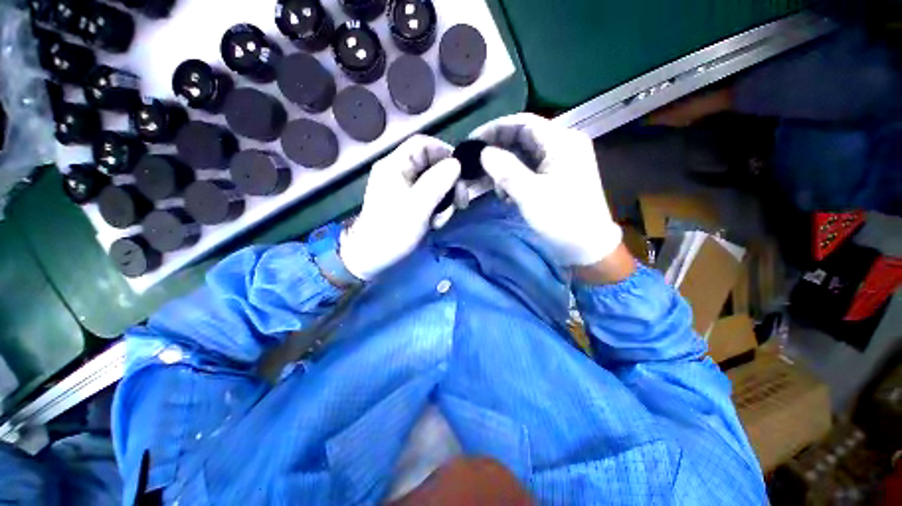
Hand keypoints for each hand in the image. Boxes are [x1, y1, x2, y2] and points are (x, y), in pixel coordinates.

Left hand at [340, 135, 460, 280]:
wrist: (373, 259)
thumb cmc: (392, 232)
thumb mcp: (417, 207)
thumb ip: (437, 182)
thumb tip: (456, 163)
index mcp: (395, 166)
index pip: (423, 144)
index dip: (445, 153)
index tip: (461, 173)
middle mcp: (399, 172)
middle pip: (432, 164)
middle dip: (449, 183)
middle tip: (461, 203)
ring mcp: (404, 189)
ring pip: (435, 183)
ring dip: (444, 201)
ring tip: (440, 220)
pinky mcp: (409, 203)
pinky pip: (430, 198)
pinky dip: (437, 209)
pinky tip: (434, 224)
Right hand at [471, 113, 621, 266]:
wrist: (587, 247)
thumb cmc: (561, 219)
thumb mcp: (530, 194)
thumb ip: (505, 170)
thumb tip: (483, 152)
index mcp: (562, 141)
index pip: (523, 123)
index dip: (495, 129)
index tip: (473, 142)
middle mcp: (563, 145)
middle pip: (523, 138)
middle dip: (498, 152)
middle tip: (477, 166)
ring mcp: (561, 162)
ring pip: (524, 155)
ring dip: (505, 168)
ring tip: (494, 188)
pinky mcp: (557, 177)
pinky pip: (530, 169)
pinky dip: (515, 178)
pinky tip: (506, 195)